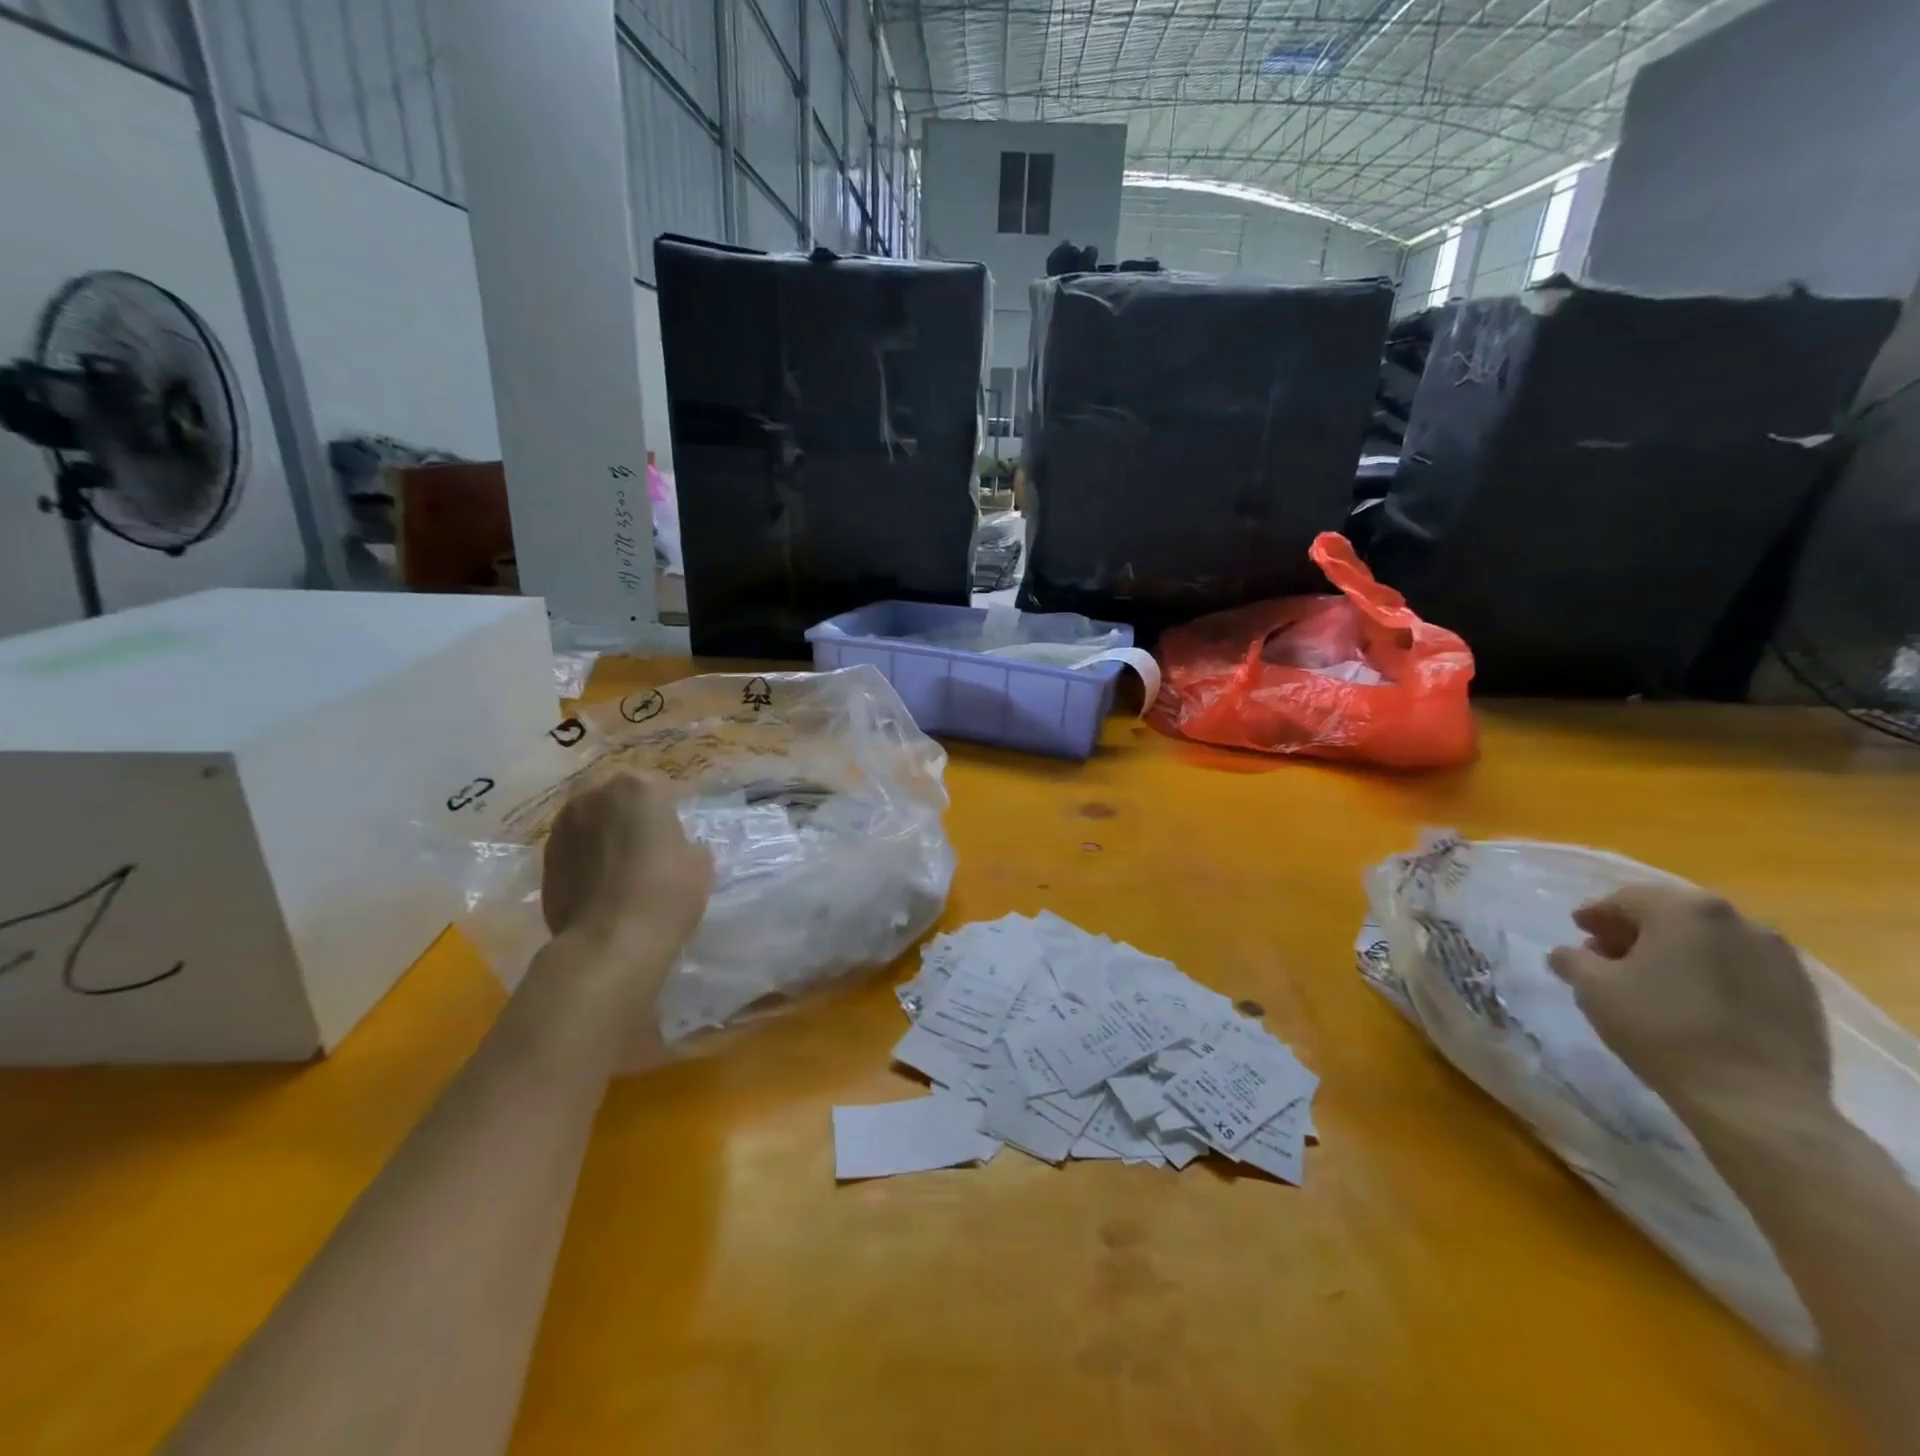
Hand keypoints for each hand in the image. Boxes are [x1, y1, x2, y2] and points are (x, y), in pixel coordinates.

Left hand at [541, 772, 713, 954]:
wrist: (610, 942)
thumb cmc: (666, 892)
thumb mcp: (698, 862)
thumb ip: (684, 843)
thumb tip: (674, 848)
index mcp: (636, 787)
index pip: (660, 786)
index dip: (672, 807)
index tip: (680, 828)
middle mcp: (593, 797)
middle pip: (615, 794)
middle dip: (628, 810)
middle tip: (646, 837)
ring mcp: (563, 828)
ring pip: (588, 819)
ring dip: (603, 831)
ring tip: (620, 859)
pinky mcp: (545, 860)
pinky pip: (573, 848)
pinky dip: (585, 856)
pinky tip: (601, 880)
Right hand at [1547, 884, 1831, 1117]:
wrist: (1758, 1102)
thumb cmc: (1662, 1030)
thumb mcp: (1592, 989)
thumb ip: (1571, 959)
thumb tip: (1568, 954)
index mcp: (1685, 910)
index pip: (1626, 900)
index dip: (1595, 915)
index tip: (1579, 932)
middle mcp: (1738, 920)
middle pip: (1671, 915)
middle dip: (1636, 932)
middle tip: (1608, 957)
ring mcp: (1780, 956)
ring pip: (1710, 941)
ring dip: (1676, 951)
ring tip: (1653, 982)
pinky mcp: (1803, 991)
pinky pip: (1742, 967)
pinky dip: (1711, 973)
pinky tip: (1694, 1002)